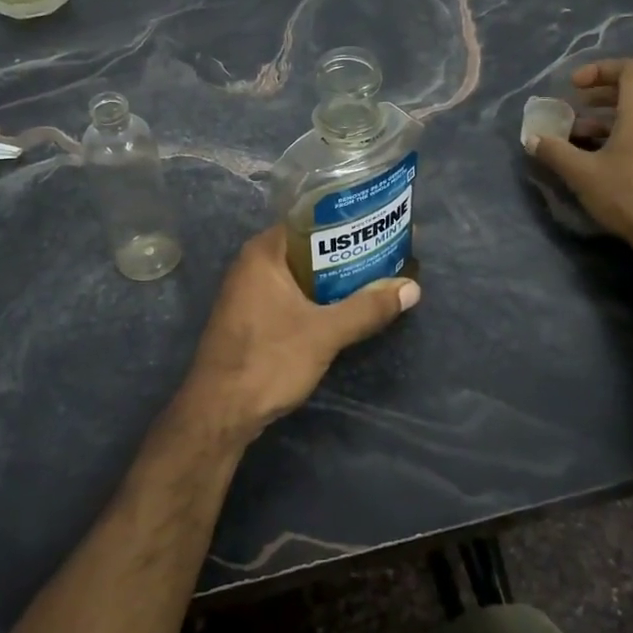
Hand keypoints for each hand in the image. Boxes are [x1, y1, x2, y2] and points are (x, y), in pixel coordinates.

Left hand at [179, 226, 418, 442]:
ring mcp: (249, 292)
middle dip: (347, 251)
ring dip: (335, 277)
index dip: (347, 221)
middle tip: (387, 250)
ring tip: (377, 275)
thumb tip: (412, 288)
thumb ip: (367, 308)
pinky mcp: (253, 317)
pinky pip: (293, 294)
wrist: (219, 413)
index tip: (380, 222)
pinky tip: (347, 306)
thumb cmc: (268, 361)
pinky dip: (319, 296)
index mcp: (264, 253)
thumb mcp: (325, 333)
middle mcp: (253, 264)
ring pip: (302, 273)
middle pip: (308, 247)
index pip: (310, 219)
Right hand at [531, 58, 632, 255]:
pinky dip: (620, 141)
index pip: (630, 69)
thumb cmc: (628, 194)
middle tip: (571, 111)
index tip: (575, 87)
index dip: (600, 69)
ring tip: (576, 142)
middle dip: (597, 98)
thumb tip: (532, 139)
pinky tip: (598, 165)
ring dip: (605, 124)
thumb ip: (555, 152)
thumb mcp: (582, 173)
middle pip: (632, 93)